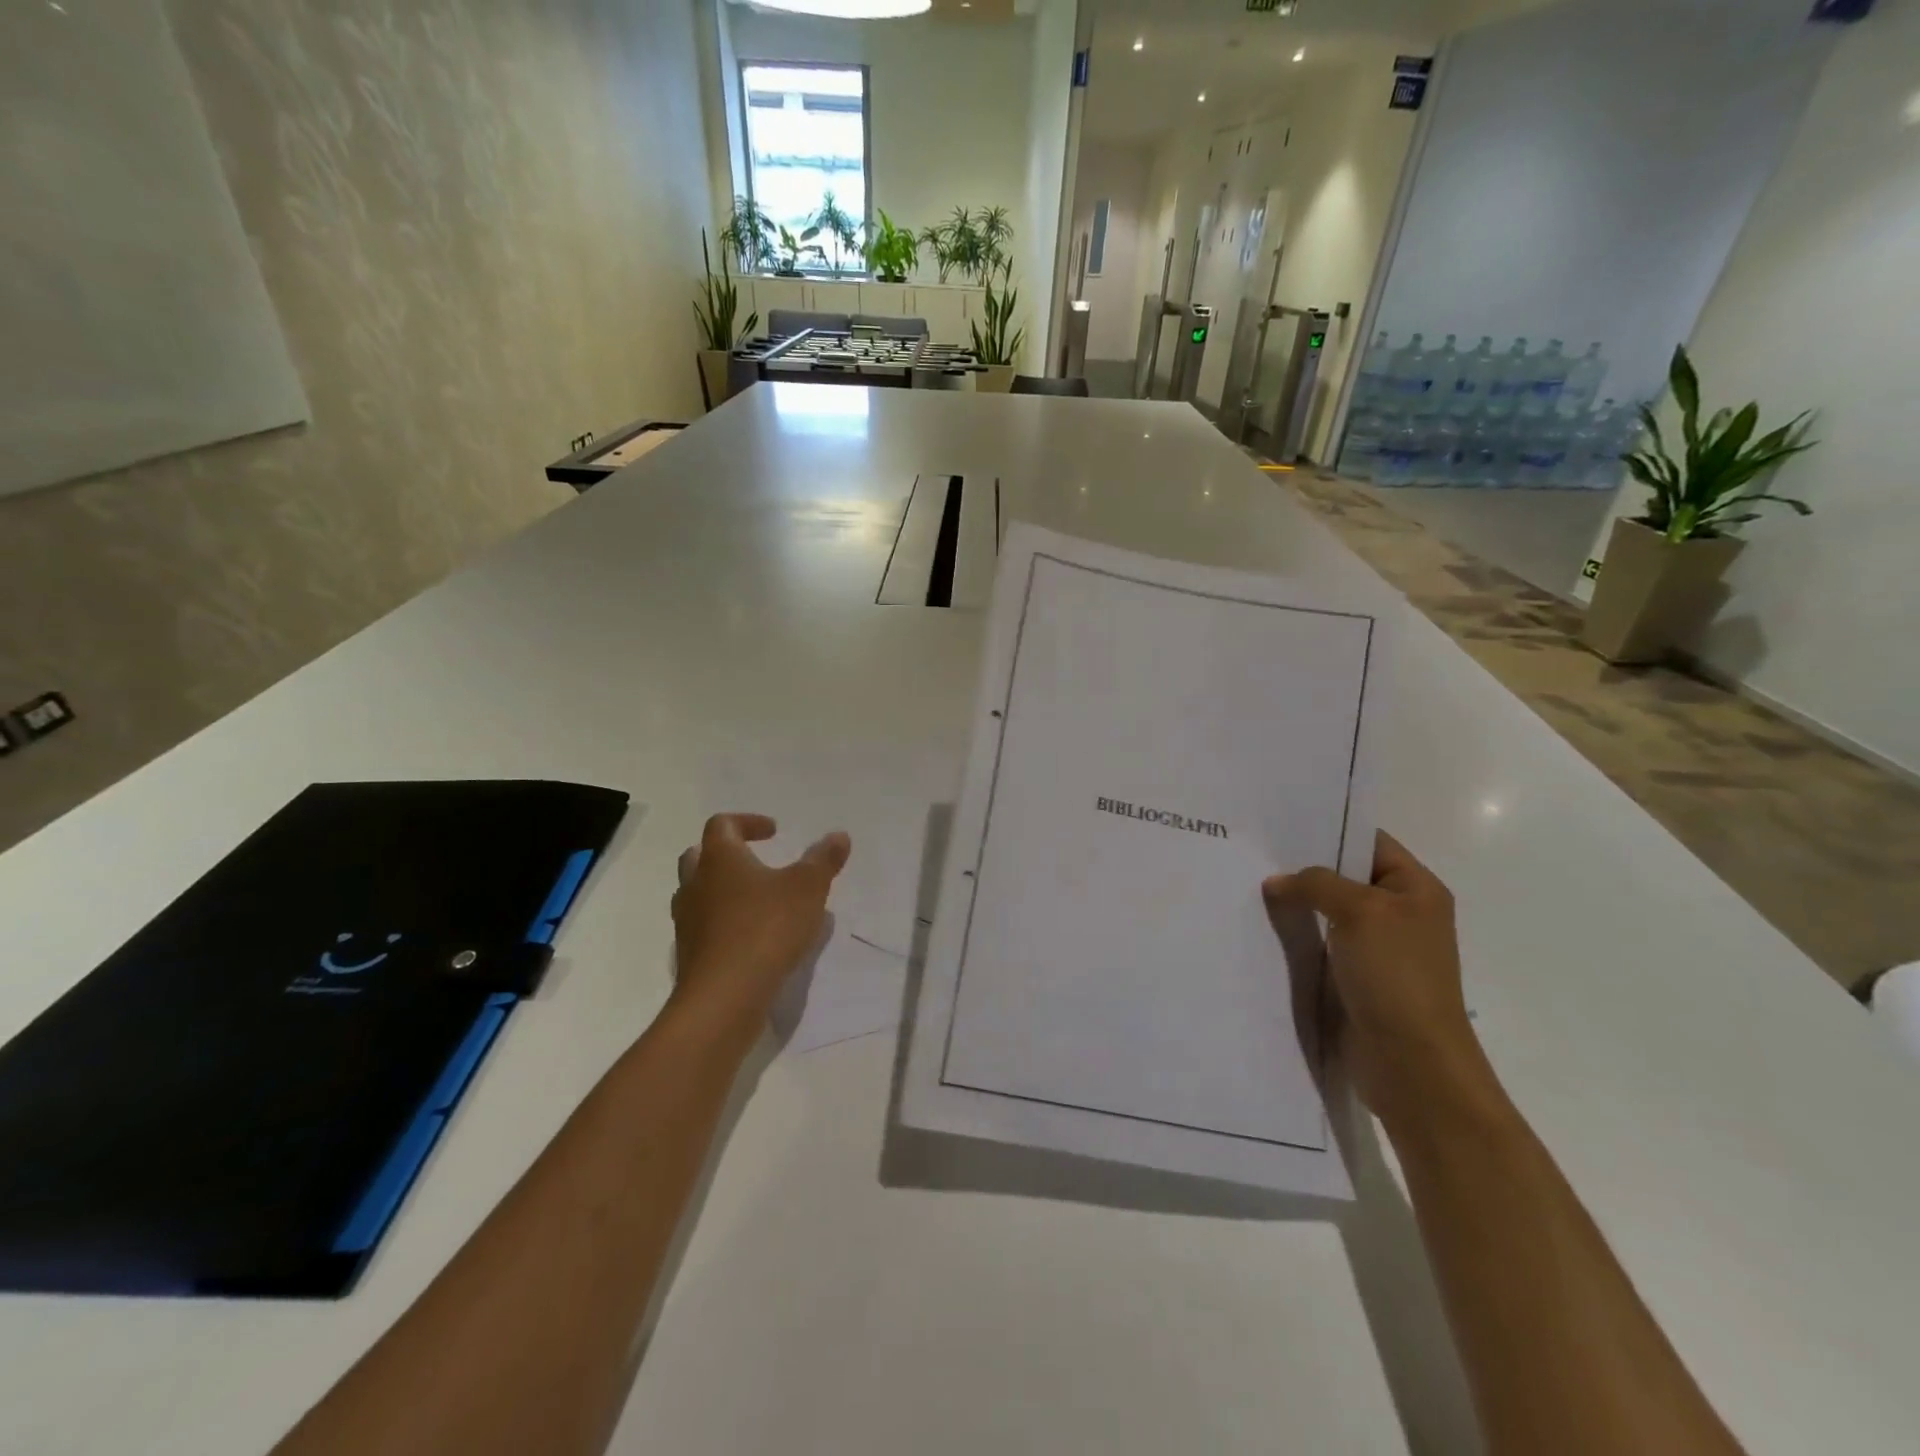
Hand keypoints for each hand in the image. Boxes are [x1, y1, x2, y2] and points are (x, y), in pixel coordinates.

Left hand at [671, 813, 850, 1029]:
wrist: (724, 998)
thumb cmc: (766, 928)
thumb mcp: (808, 888)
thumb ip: (823, 860)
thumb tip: (839, 836)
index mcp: (719, 859)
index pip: (722, 824)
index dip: (747, 822)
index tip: (774, 832)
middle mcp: (696, 885)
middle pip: (699, 856)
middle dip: (727, 854)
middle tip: (756, 861)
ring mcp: (688, 923)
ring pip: (699, 895)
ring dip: (724, 892)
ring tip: (760, 903)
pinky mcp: (690, 956)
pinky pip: (706, 929)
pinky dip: (726, 925)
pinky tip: (755, 939)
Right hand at [1263, 831, 1491, 1128]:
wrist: (1411, 1063)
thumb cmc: (1396, 976)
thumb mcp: (1360, 913)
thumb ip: (1316, 884)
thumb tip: (1276, 882)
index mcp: (1415, 889)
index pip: (1369, 842)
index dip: (1329, 829)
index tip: (1279, 823)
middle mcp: (1398, 913)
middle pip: (1344, 876)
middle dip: (1303, 867)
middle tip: (1253, 852)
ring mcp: (1376, 948)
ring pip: (1327, 912)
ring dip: (1295, 904)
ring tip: (1247, 885)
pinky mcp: (1354, 977)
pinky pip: (1319, 943)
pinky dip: (1294, 935)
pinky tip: (1259, 926)